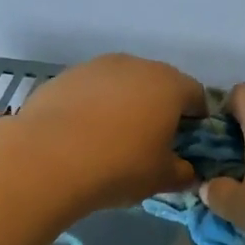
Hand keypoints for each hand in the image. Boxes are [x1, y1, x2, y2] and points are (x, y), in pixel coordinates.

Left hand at [14, 53, 206, 210]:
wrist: (47, 159)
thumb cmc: (119, 166)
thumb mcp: (161, 179)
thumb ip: (182, 173)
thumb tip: (187, 172)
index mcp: (169, 85)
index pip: (197, 95)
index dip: (197, 119)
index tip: (188, 142)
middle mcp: (135, 65)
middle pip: (158, 84)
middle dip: (159, 108)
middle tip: (151, 141)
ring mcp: (95, 67)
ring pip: (121, 84)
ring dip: (124, 105)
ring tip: (112, 139)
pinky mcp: (63, 77)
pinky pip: (89, 91)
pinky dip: (92, 107)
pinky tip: (82, 136)